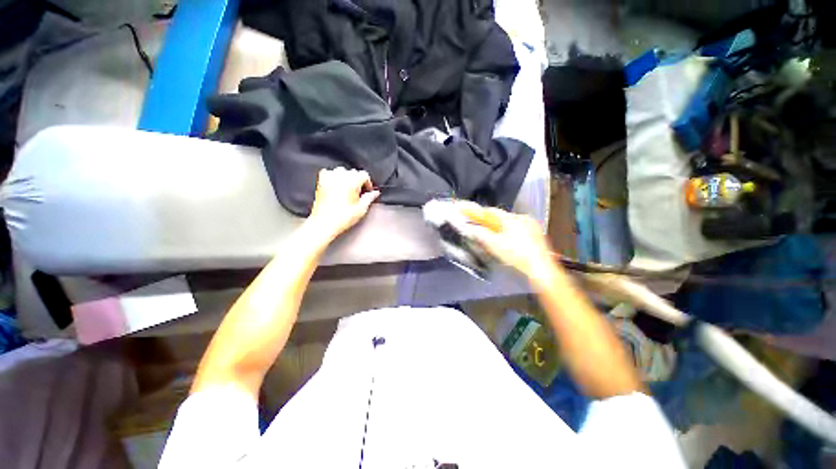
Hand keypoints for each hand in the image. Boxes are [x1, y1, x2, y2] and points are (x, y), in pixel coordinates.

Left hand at [306, 168, 379, 241]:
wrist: (325, 223)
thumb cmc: (342, 217)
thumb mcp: (361, 208)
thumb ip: (370, 197)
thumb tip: (375, 193)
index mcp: (352, 181)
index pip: (364, 175)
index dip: (368, 183)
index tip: (368, 191)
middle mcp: (340, 176)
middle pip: (354, 172)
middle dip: (358, 181)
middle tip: (359, 193)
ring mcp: (329, 177)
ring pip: (342, 172)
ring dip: (347, 178)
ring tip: (348, 190)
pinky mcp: (321, 181)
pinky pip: (330, 173)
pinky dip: (334, 178)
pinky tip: (337, 187)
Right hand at [457, 203, 560, 283]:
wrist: (540, 269)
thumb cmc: (518, 255)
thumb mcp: (494, 245)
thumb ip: (480, 234)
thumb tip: (471, 229)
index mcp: (512, 218)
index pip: (491, 211)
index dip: (478, 213)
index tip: (468, 212)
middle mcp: (522, 219)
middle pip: (500, 218)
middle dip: (488, 223)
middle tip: (479, 228)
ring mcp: (531, 227)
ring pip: (509, 224)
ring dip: (498, 229)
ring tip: (492, 238)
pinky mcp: (535, 235)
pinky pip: (517, 230)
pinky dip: (508, 234)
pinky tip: (506, 243)